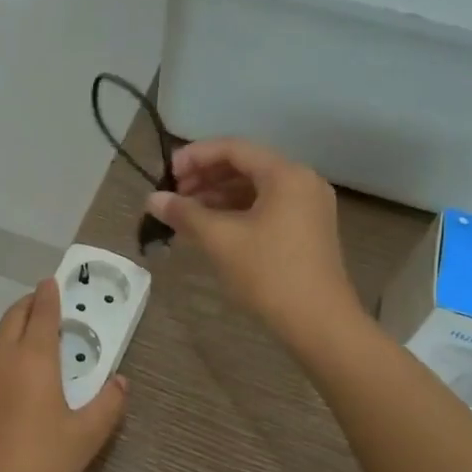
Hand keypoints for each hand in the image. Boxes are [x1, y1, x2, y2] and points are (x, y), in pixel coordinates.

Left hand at [0, 279, 127, 471]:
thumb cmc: (41, 466)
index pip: (42, 313)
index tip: (51, 283)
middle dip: (27, 307)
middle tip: (41, 307)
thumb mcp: (87, 437)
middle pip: (11, 319)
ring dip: (9, 334)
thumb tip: (120, 382)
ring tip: (24, 344)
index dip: (48, 295)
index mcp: (32, 359)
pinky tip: (2, 391)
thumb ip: (108, 404)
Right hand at [146, 138, 362, 344]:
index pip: (233, 148)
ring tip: (185, 213)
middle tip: (173, 195)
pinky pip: (265, 207)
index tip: (166, 175)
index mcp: (286, 174)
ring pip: (254, 188)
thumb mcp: (220, 239)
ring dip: (217, 196)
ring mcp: (307, 207)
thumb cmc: (269, 273)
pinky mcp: (306, 230)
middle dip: (205, 177)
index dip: (195, 156)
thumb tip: (152, 200)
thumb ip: (185, 213)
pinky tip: (211, 228)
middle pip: (245, 165)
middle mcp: (301, 181)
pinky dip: (236, 212)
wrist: (319, 323)